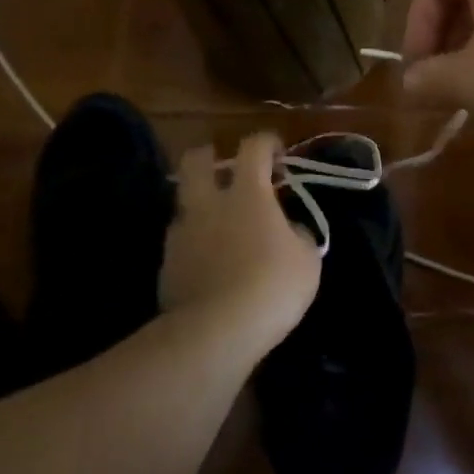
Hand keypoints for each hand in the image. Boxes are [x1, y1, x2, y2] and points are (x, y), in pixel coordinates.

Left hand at [160, 133, 320, 347]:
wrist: (216, 331)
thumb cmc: (272, 286)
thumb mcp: (307, 260)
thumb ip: (297, 234)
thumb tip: (289, 229)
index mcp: (247, 193)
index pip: (253, 147)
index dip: (267, 142)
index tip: (278, 153)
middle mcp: (209, 203)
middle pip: (196, 160)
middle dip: (210, 156)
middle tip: (227, 169)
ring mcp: (182, 232)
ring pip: (184, 201)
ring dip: (200, 203)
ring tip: (218, 223)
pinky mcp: (166, 263)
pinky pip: (180, 239)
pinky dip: (193, 242)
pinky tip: (208, 261)